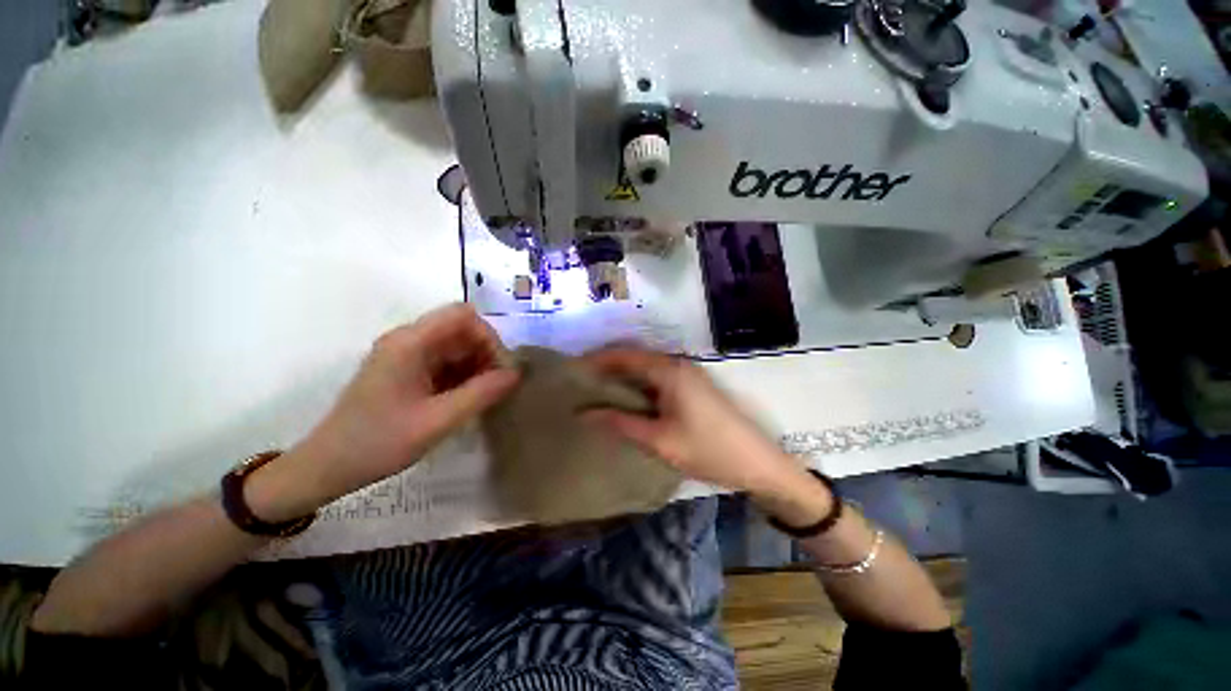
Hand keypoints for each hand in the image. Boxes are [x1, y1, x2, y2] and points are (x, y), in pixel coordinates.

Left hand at [248, 304, 519, 520]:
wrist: (328, 467)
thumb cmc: (378, 443)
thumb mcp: (437, 421)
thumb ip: (481, 394)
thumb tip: (516, 373)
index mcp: (410, 343)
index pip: (463, 315)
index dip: (489, 337)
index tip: (500, 370)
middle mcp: (408, 340)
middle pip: (462, 329)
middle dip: (486, 354)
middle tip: (496, 387)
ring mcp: (406, 354)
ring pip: (457, 345)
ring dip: (477, 366)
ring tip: (483, 396)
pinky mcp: (407, 369)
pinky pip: (446, 361)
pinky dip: (463, 375)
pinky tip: (466, 398)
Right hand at [581, 347, 812, 499]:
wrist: (758, 462)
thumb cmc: (708, 450)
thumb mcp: (659, 440)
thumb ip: (621, 423)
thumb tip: (585, 414)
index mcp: (669, 371)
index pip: (625, 356)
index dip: (598, 360)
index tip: (573, 369)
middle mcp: (677, 365)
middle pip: (635, 358)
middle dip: (607, 367)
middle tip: (581, 382)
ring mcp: (687, 374)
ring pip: (646, 369)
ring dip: (623, 376)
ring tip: (596, 390)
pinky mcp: (691, 387)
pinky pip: (657, 378)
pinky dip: (638, 385)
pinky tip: (626, 399)